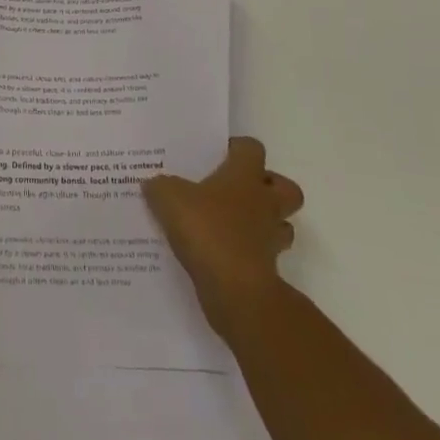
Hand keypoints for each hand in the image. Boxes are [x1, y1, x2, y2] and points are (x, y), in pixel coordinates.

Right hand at [143, 136, 304, 340]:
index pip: (252, 149)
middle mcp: (264, 203)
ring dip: (263, 224)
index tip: (218, 155)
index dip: (238, 148)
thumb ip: (160, 186)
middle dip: (268, 188)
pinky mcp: (267, 271)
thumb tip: (153, 183)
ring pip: (281, 225)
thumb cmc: (207, 230)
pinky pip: (263, 257)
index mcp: (245, 176)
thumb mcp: (169, 199)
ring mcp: (270, 239)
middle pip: (286, 188)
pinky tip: (221, 257)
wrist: (236, 291)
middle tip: (238, 191)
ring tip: (232, 226)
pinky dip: (248, 255)